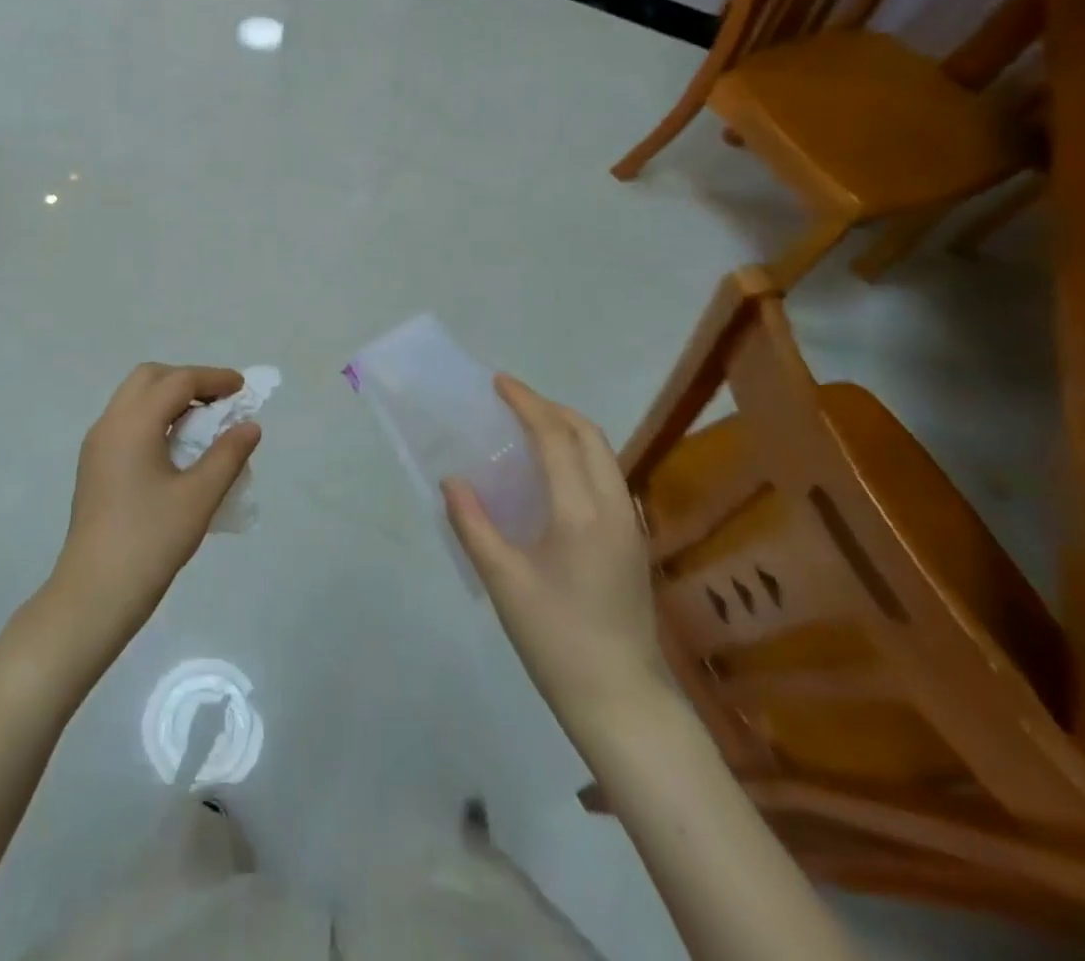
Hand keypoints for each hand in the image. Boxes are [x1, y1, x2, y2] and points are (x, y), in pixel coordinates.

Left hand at [50, 364, 260, 655]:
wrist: (94, 594)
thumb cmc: (150, 542)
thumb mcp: (199, 497)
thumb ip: (228, 455)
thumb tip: (249, 425)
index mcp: (133, 424)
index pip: (178, 381)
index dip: (214, 378)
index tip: (243, 389)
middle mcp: (109, 424)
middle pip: (149, 378)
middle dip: (187, 380)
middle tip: (220, 401)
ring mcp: (97, 445)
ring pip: (134, 399)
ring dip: (169, 398)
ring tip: (203, 423)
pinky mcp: (94, 466)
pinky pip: (126, 422)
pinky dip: (154, 418)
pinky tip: (176, 448)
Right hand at [444, 374, 669, 741]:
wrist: (621, 701)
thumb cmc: (557, 640)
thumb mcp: (504, 582)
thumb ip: (474, 525)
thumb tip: (453, 481)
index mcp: (581, 513)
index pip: (555, 437)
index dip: (527, 403)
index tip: (499, 383)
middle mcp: (613, 508)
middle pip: (588, 435)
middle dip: (551, 408)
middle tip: (512, 403)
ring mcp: (629, 525)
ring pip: (603, 454)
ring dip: (568, 430)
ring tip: (528, 430)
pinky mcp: (631, 542)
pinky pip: (606, 476)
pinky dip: (579, 455)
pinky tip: (551, 475)